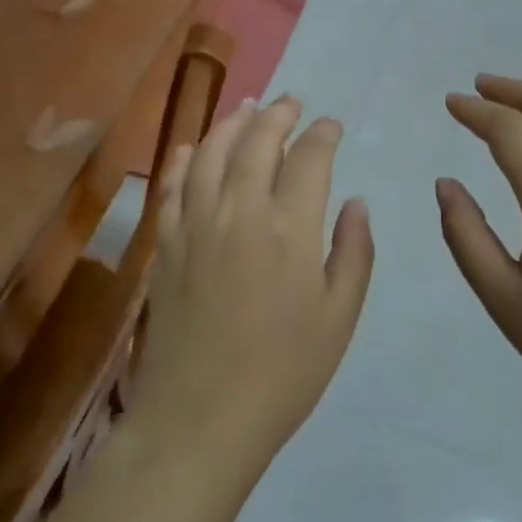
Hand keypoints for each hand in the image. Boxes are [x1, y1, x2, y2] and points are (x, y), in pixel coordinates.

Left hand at [129, 96, 373, 477]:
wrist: (200, 419)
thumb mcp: (339, 318)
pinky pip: (173, 185)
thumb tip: (356, 202)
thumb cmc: (283, 373)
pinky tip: (194, 146)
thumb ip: (354, 252)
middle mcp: (240, 210)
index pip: (309, 158)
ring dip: (232, 123)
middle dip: (278, 114)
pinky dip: (185, 158)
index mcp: (289, 228)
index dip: (322, 134)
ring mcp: (195, 224)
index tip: (331, 126)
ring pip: (211, 152)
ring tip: (247, 107)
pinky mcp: (166, 243)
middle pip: (257, 141)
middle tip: (291, 102)